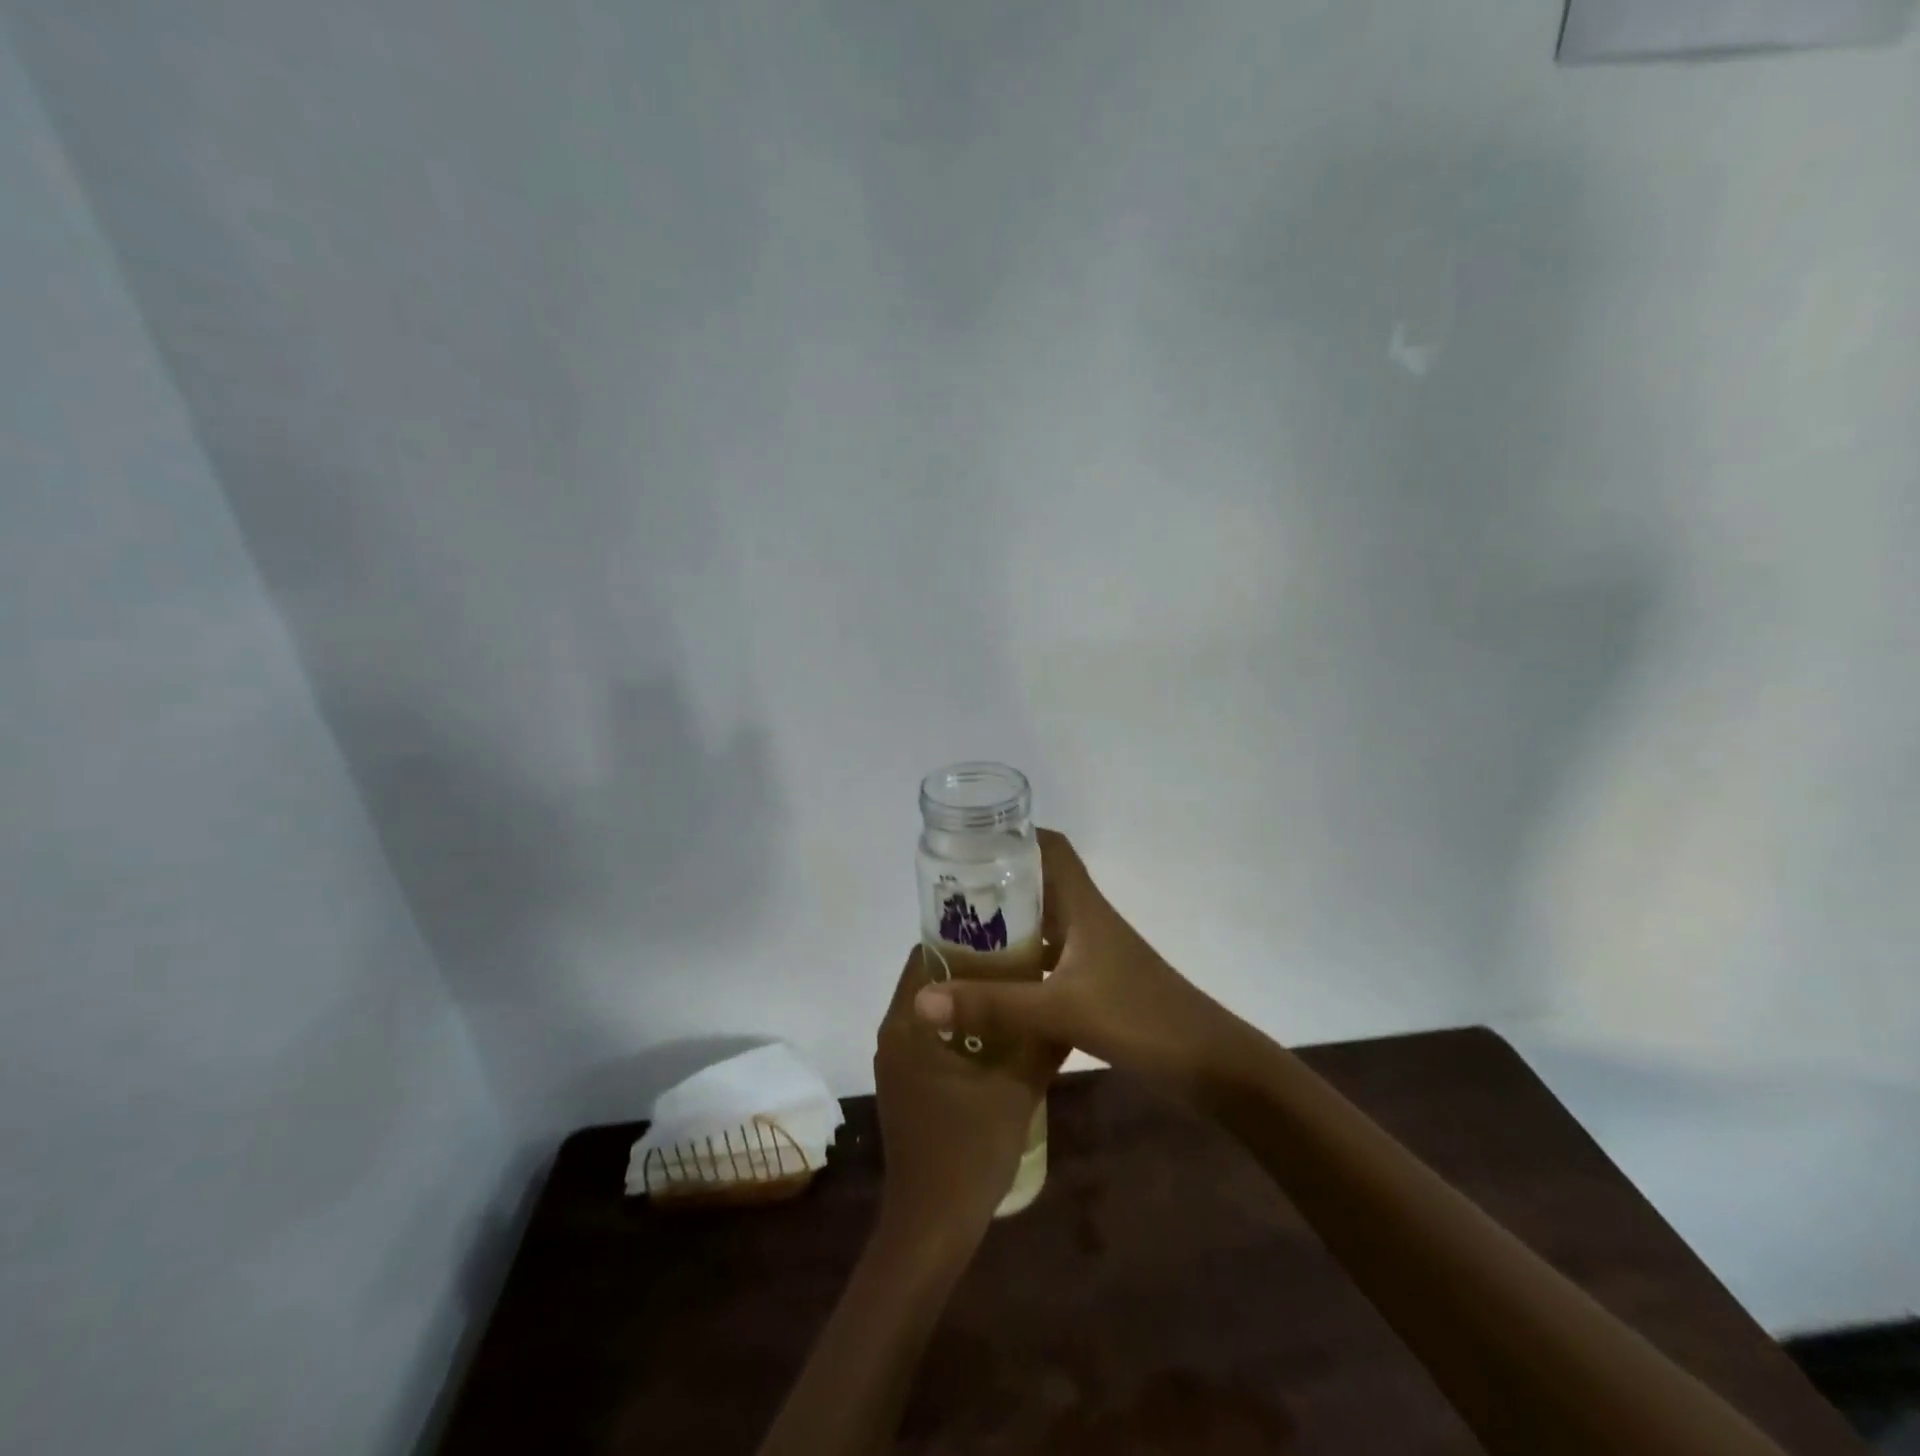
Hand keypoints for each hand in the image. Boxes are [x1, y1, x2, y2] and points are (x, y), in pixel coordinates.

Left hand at [873, 947, 1059, 1246]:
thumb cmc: (969, 1151)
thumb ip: (1042, 1043)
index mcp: (909, 1024)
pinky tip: (998, 1034)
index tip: (1003, 930)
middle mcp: (893, 1033)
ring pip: (930, 1008)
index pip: (927, 954)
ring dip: (966, 997)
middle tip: (1018, 956)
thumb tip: (1070, 1007)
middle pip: (928, 978)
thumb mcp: (1017, 1090)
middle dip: (970, 965)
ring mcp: (895, 1061)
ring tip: (1014, 987)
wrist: (932, 1225)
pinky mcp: (904, 1083)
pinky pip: (929, 1034)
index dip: (964, 937)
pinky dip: (958, 1025)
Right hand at [912, 829, 1235, 1093]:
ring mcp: (1095, 954)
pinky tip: (994, 985)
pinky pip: (1050, 960)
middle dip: (997, 884)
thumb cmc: (1140, 1018)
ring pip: (1044, 924)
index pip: (1051, 848)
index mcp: (1084, 906)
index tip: (970, 842)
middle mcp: (1088, 921)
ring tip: (958, 936)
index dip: (1015, 836)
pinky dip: (1022, 963)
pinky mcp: (1098, 984)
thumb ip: (994, 1004)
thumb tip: (922, 998)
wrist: (1210, 1065)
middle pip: (1040, 884)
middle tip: (948, 896)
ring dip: (1007, 925)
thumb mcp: (1061, 1010)